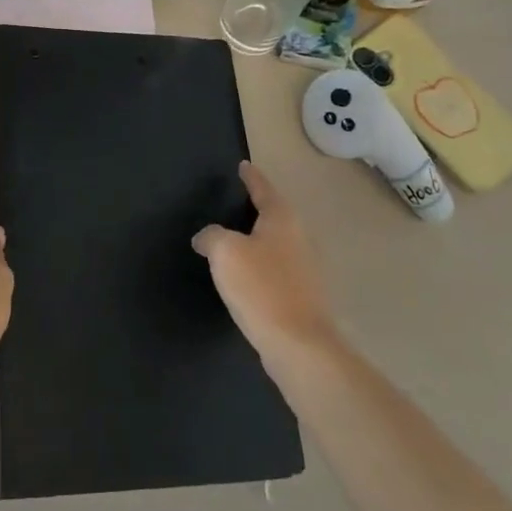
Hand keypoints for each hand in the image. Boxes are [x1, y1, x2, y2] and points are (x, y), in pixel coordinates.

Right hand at [194, 162, 339, 364]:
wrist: (299, 345)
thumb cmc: (261, 288)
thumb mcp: (225, 252)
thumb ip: (211, 236)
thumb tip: (207, 238)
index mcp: (282, 219)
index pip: (263, 188)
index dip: (250, 177)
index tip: (242, 166)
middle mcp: (299, 237)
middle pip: (275, 214)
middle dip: (256, 207)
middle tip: (233, 201)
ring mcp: (305, 268)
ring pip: (277, 242)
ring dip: (258, 238)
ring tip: (233, 239)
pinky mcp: (303, 295)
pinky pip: (276, 268)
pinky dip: (260, 265)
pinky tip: (245, 276)